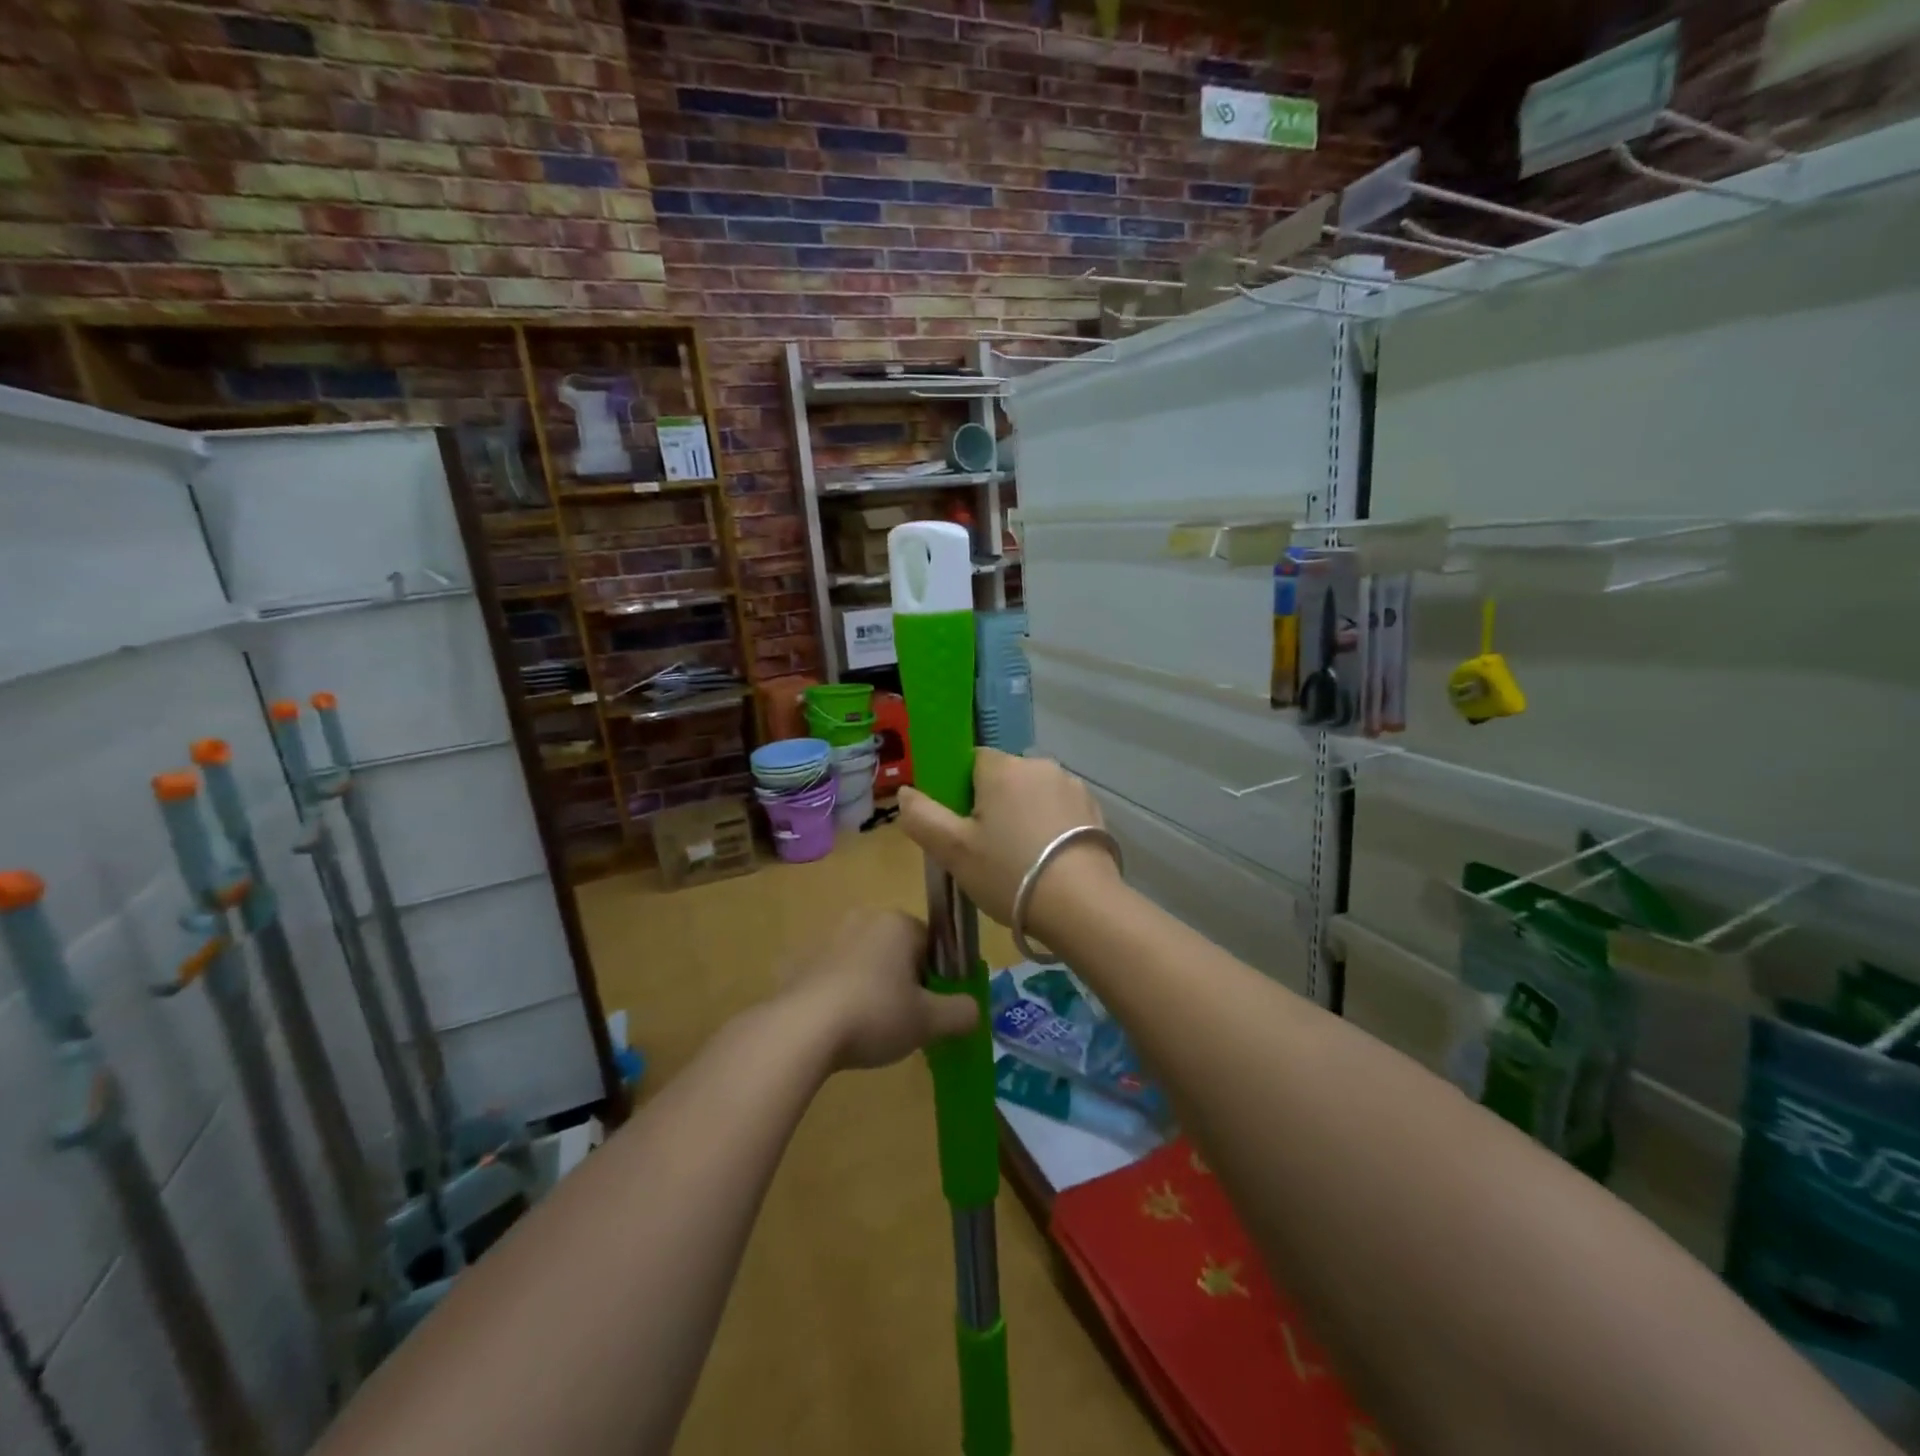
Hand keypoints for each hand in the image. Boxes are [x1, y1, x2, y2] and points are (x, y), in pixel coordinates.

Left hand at [779, 909, 977, 1071]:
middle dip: (903, 982)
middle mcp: (863, 919)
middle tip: (903, 1022)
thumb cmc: (875, 1014)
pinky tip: (838, 1028)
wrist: (802, 1030)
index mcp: (897, 922)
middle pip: (897, 951)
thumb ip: (961, 1012)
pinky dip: (840, 996)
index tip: (929, 1009)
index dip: (936, 978)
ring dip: (871, 988)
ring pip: (865, 963)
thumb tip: (975, 1010)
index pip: (931, 944)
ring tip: (869, 1029)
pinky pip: (833, 977)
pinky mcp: (800, 961)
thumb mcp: (929, 1021)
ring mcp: (827, 938)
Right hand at [898, 750, 1119, 941]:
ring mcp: (1072, 787)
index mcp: (1003, 768)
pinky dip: (1049, 828)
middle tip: (987, 849)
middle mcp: (1040, 765)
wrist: (1082, 905)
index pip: (972, 760)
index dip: (961, 790)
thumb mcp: (953, 850)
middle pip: (1004, 777)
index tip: (961, 824)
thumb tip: (904, 792)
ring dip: (1024, 815)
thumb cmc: (1010, 873)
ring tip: (1021, 860)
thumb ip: (922, 816)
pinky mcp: (1094, 811)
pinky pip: (1059, 810)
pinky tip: (1048, 861)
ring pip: (1033, 794)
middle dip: (993, 804)